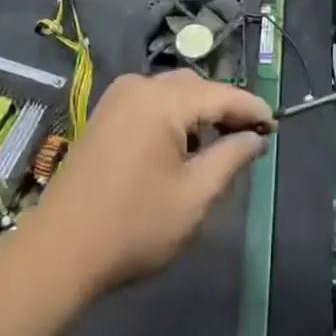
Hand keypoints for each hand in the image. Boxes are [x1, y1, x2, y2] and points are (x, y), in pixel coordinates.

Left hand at [24, 70, 274, 295]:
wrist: (59, 250)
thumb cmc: (133, 226)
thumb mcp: (194, 197)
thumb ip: (230, 158)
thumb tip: (255, 137)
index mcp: (164, 100)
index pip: (222, 95)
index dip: (252, 109)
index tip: (276, 126)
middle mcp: (141, 85)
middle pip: (196, 87)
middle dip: (225, 109)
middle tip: (250, 139)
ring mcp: (118, 97)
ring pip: (173, 93)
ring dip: (198, 113)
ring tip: (218, 146)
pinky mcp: (105, 113)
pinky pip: (151, 102)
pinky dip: (173, 116)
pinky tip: (180, 148)